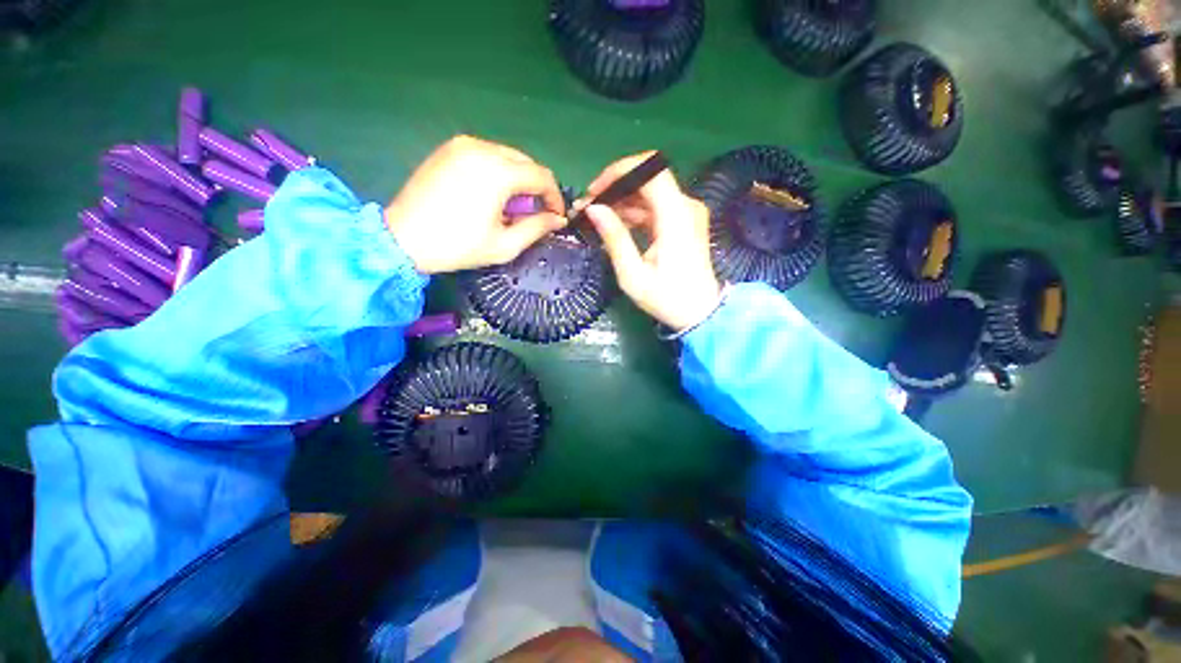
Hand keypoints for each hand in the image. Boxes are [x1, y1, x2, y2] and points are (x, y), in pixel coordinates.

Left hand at [385, 135, 566, 273]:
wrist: (403, 238)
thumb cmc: (458, 246)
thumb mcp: (505, 245)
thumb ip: (537, 228)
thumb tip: (557, 219)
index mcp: (498, 172)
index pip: (542, 176)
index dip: (554, 197)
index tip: (556, 216)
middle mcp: (482, 148)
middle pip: (526, 163)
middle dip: (537, 188)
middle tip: (533, 214)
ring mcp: (463, 145)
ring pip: (507, 156)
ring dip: (518, 180)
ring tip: (510, 207)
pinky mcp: (449, 148)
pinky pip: (487, 155)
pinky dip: (498, 172)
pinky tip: (490, 195)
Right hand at [581, 152, 721, 331]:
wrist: (699, 313)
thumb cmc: (666, 298)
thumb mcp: (633, 274)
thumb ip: (615, 238)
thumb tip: (593, 208)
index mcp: (676, 216)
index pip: (651, 170)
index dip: (619, 171)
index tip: (595, 190)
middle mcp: (685, 206)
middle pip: (648, 177)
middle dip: (616, 186)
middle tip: (590, 205)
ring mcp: (686, 213)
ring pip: (650, 192)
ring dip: (622, 200)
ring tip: (596, 216)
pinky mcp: (683, 221)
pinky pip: (655, 207)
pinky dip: (634, 211)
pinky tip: (615, 224)